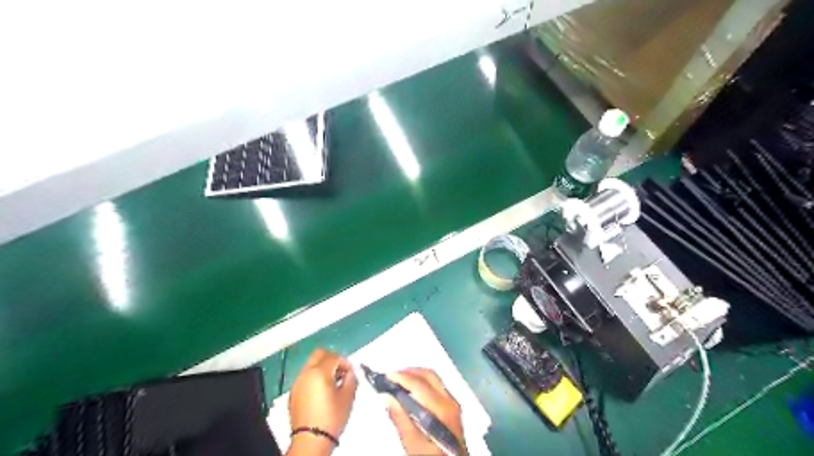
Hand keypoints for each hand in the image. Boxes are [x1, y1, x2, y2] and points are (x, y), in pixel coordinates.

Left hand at [289, 350, 357, 452]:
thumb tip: (349, 372)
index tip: (351, 372)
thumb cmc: (332, 417)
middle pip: (319, 354)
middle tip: (341, 370)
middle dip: (332, 358)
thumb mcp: (348, 397)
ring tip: (332, 382)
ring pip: (311, 364)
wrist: (311, 440)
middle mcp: (306, 373)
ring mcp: (297, 382)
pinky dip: (314, 377)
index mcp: (320, 372)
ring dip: (322, 367)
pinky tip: (321, 391)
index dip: (345, 362)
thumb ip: (351, 379)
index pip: (335, 357)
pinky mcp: (293, 392)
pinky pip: (305, 376)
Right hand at [385, 369, 466, 453]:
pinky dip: (422, 382)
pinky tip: (411, 390)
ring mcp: (453, 403)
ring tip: (398, 381)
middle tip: (391, 377)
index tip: (386, 377)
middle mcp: (450, 401)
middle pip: (429, 375)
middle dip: (409, 372)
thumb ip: (401, 421)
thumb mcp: (414, 446)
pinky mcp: (453, 407)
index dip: (402, 377)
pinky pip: (437, 385)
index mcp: (442, 410)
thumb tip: (387, 398)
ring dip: (415, 375)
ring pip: (434, 378)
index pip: (420, 384)